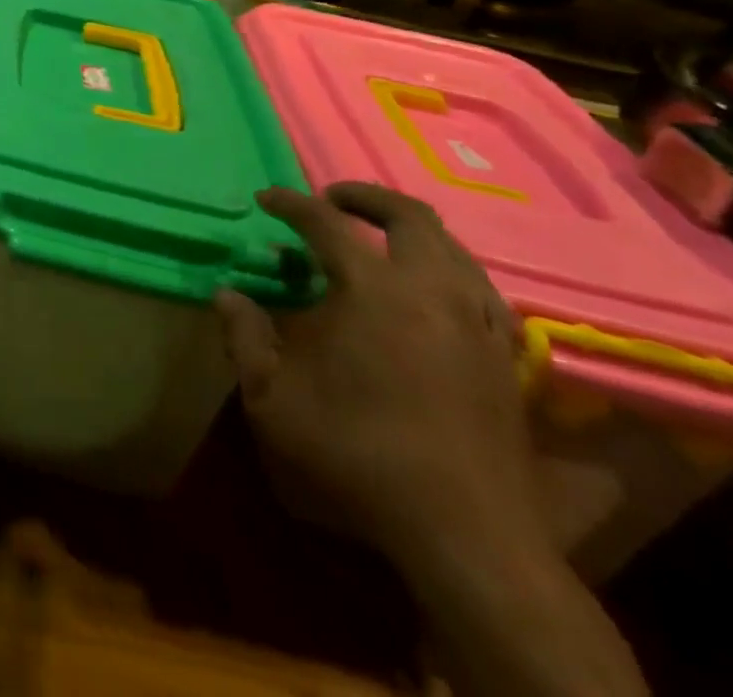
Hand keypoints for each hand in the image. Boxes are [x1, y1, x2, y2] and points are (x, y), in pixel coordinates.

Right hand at [216, 183, 550, 570]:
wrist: (466, 534)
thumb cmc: (357, 453)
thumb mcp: (273, 399)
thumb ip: (245, 337)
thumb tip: (227, 295)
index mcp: (374, 290)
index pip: (327, 224)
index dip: (292, 204)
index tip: (267, 198)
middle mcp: (433, 292)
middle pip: (411, 217)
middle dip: (367, 198)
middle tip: (332, 200)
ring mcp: (477, 324)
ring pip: (454, 249)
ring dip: (412, 232)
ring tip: (378, 242)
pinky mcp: (505, 360)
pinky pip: (481, 291)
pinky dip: (449, 273)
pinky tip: (431, 295)